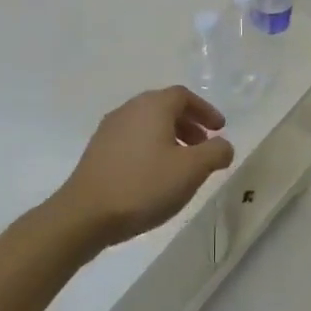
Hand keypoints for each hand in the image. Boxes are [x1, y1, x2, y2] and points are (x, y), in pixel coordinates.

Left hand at [55, 87, 234, 246]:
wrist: (86, 213)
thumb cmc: (144, 185)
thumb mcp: (191, 170)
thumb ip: (215, 152)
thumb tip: (224, 145)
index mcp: (152, 106)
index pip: (183, 96)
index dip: (205, 110)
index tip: (220, 129)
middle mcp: (129, 110)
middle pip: (164, 107)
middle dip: (189, 124)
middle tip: (204, 145)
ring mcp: (109, 130)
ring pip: (147, 124)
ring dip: (170, 137)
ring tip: (182, 163)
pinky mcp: (98, 150)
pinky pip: (133, 139)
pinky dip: (151, 147)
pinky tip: (155, 174)